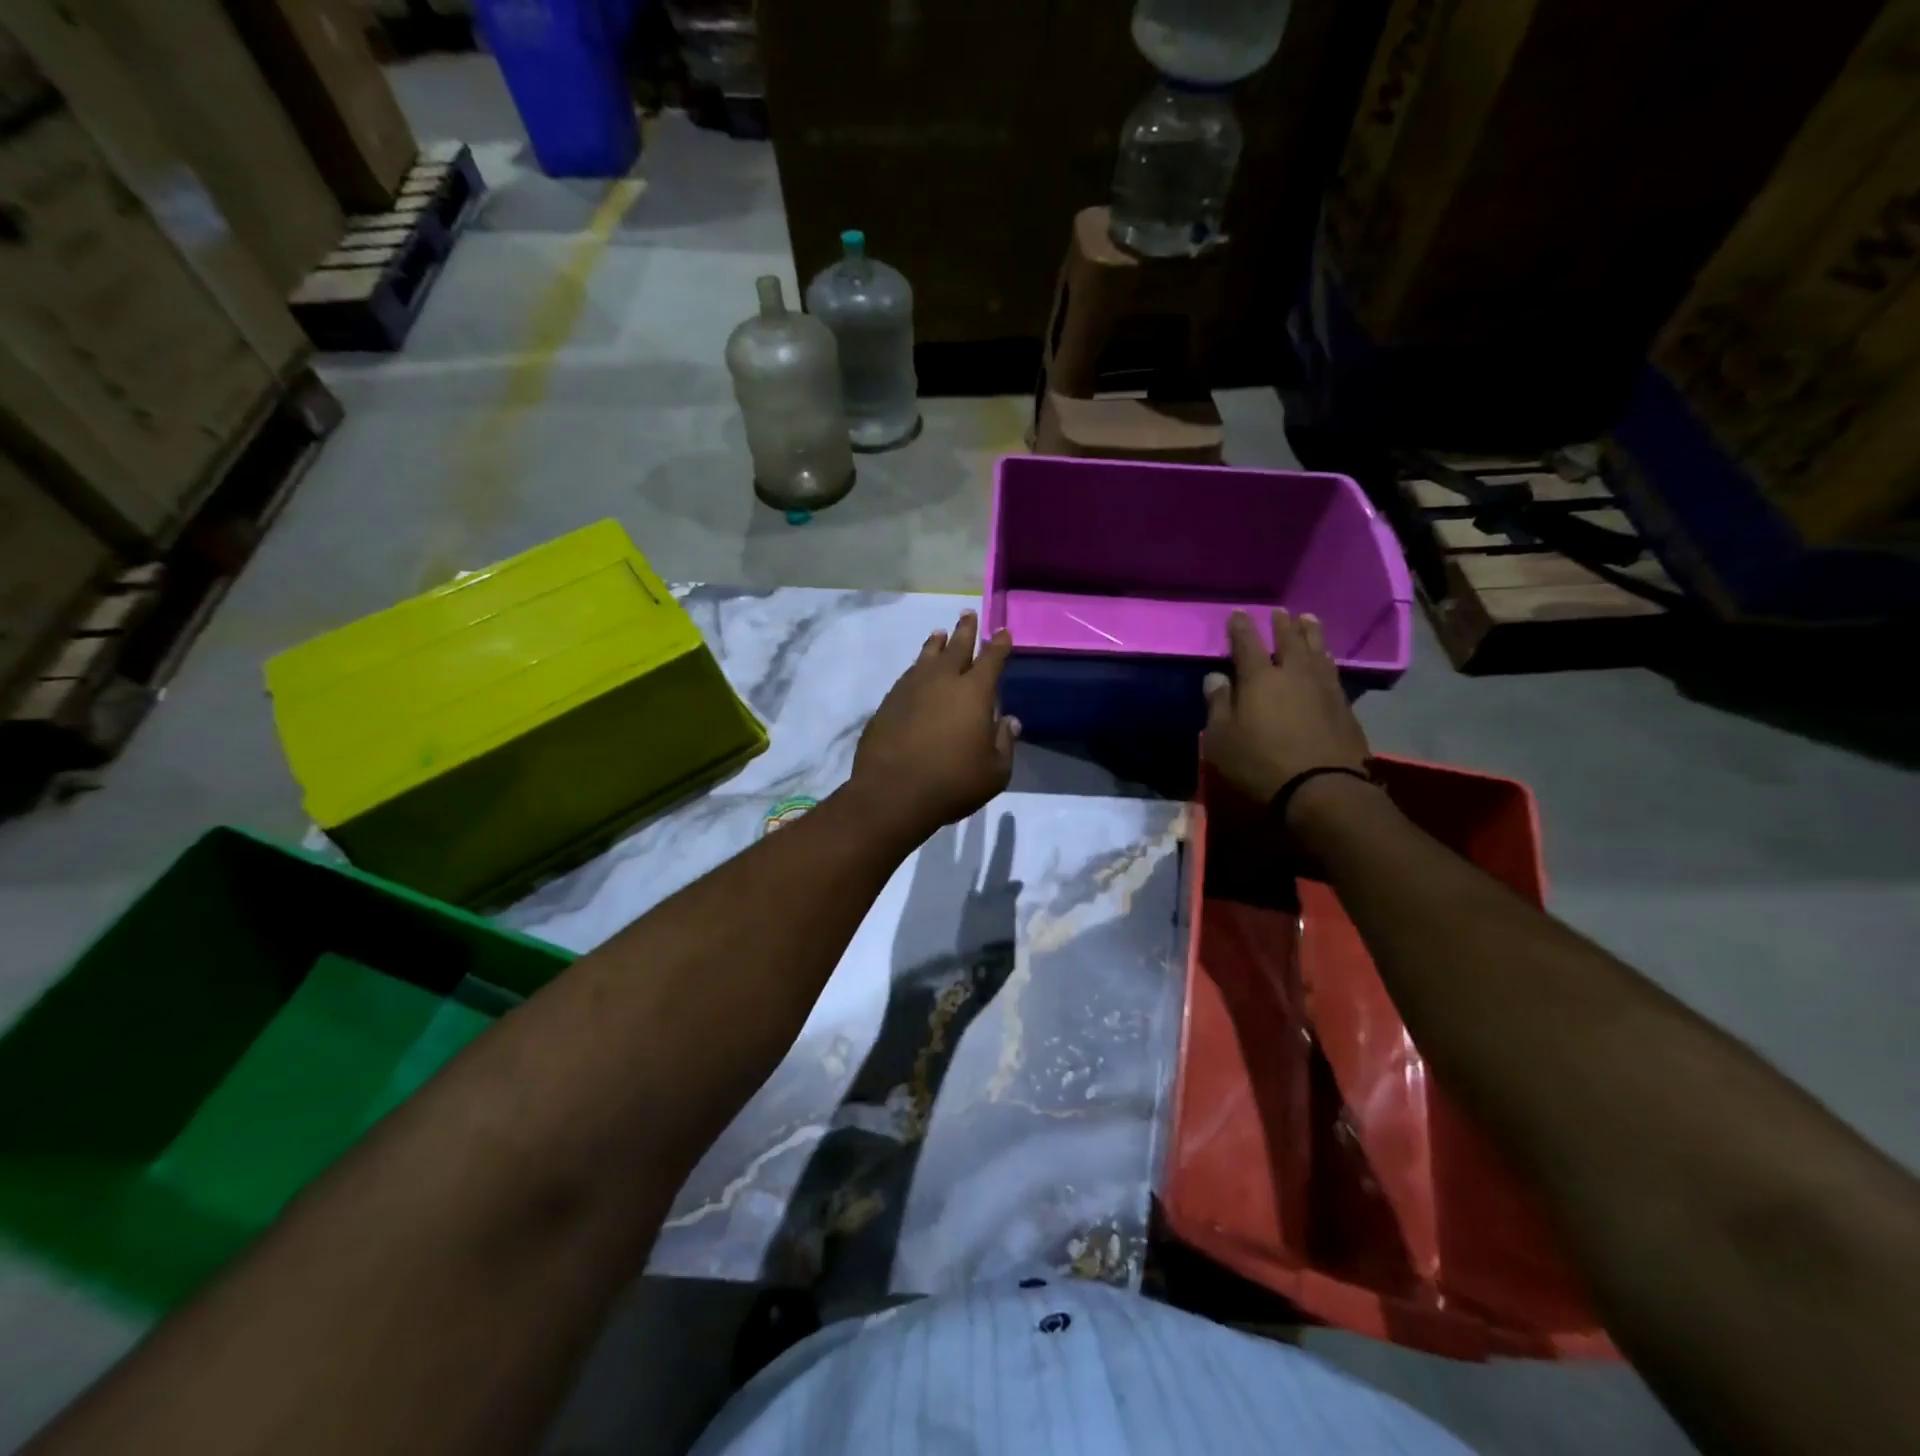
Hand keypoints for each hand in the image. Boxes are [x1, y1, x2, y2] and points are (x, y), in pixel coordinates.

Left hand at [848, 612, 1018, 841]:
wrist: (892, 794)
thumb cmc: (953, 783)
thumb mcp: (995, 772)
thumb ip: (1005, 742)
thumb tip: (1008, 720)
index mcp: (974, 692)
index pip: (991, 659)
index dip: (999, 644)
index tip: (1003, 631)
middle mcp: (942, 681)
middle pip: (956, 647)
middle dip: (965, 630)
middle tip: (968, 614)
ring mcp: (911, 689)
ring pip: (927, 657)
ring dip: (936, 644)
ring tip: (940, 634)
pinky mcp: (888, 703)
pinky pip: (908, 676)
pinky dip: (916, 668)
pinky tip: (916, 671)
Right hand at [1203, 609, 1370, 806]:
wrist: (1321, 788)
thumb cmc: (1259, 764)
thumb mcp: (1221, 740)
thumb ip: (1217, 705)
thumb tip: (1214, 677)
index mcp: (1259, 679)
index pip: (1247, 644)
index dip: (1241, 628)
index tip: (1238, 613)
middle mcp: (1293, 674)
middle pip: (1289, 641)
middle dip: (1282, 625)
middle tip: (1280, 612)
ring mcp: (1323, 688)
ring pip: (1316, 651)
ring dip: (1311, 634)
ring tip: (1308, 620)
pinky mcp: (1343, 706)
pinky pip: (1332, 671)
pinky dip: (1326, 658)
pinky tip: (1326, 658)